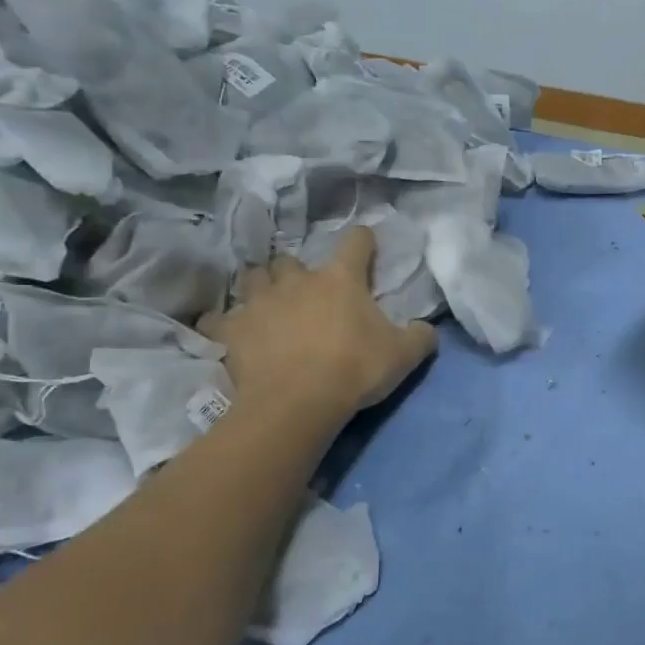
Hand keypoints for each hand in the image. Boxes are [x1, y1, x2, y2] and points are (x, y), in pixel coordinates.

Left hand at [202, 227, 436, 420]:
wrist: (297, 404)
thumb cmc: (354, 370)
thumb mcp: (404, 355)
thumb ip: (420, 335)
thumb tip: (426, 328)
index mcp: (341, 279)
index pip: (356, 242)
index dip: (364, 241)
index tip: (367, 246)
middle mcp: (297, 280)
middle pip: (292, 260)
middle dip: (299, 272)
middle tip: (308, 293)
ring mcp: (259, 302)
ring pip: (254, 279)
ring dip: (262, 287)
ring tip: (269, 305)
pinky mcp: (231, 330)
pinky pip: (218, 318)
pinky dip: (224, 322)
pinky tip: (231, 332)